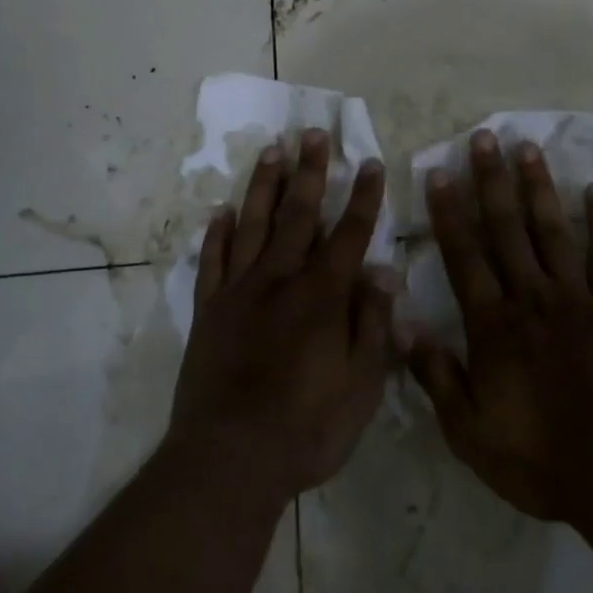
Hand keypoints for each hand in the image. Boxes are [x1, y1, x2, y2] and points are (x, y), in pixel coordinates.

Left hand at [165, 130, 393, 509]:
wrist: (229, 459)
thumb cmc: (307, 428)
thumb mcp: (361, 386)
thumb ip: (372, 323)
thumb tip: (383, 270)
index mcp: (322, 295)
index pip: (349, 233)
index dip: (363, 197)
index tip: (370, 162)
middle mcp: (280, 279)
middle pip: (298, 214)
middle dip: (310, 171)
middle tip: (312, 133)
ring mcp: (239, 291)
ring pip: (253, 224)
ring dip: (264, 185)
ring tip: (272, 150)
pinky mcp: (209, 310)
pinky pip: (212, 261)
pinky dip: (217, 234)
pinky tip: (222, 211)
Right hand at [406, 130, 592, 527]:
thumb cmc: (539, 457)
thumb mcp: (470, 431)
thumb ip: (436, 375)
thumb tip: (402, 325)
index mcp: (493, 323)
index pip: (464, 255)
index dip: (449, 212)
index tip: (440, 172)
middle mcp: (531, 296)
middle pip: (507, 228)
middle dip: (492, 181)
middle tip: (484, 137)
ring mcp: (576, 298)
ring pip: (551, 230)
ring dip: (538, 187)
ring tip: (528, 147)